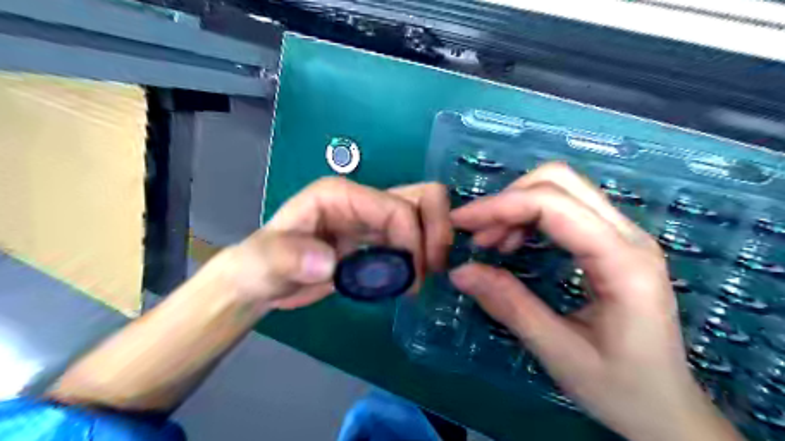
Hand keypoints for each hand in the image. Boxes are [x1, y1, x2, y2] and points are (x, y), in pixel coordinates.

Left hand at [225, 176, 450, 309]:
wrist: (265, 281)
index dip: (413, 238)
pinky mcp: (378, 239)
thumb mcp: (264, 262)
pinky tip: (416, 281)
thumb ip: (288, 258)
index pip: (395, 206)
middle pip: (421, 197)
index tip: (414, 275)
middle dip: (437, 229)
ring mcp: (373, 219)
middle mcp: (363, 200)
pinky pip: (414, 239)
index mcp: (340, 194)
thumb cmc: (261, 266)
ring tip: (426, 278)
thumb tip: (329, 262)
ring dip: (434, 244)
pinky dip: (423, 255)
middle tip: (434, 270)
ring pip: (424, 215)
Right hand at [447, 163, 743, 440]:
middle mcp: (628, 235)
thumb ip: (509, 306)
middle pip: (560, 181)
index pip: (554, 205)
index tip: (460, 223)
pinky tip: (513, 243)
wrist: (668, 409)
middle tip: (477, 234)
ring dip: (517, 206)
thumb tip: (460, 271)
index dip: (500, 206)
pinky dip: (529, 216)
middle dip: (508, 199)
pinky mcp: (612, 242)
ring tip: (490, 242)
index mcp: (623, 262)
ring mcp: (623, 235)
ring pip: (561, 189)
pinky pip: (565, 208)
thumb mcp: (558, 353)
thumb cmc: (621, 389)